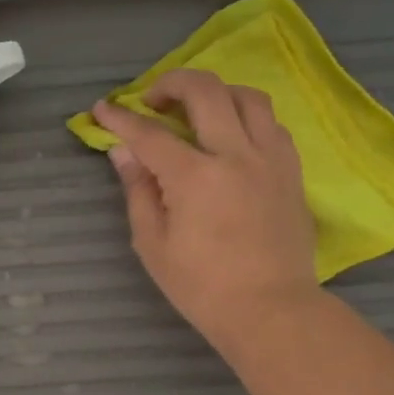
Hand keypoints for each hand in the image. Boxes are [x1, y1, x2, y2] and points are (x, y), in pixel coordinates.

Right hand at [93, 69, 320, 356]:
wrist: (271, 310)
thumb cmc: (202, 287)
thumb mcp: (153, 244)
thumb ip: (138, 191)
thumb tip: (123, 153)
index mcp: (195, 177)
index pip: (149, 133)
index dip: (120, 118)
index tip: (101, 109)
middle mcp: (235, 154)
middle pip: (205, 91)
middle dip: (171, 83)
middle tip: (153, 101)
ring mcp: (270, 159)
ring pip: (248, 97)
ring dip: (216, 93)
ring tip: (198, 111)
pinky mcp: (291, 172)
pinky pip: (272, 125)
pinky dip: (247, 118)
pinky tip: (233, 137)